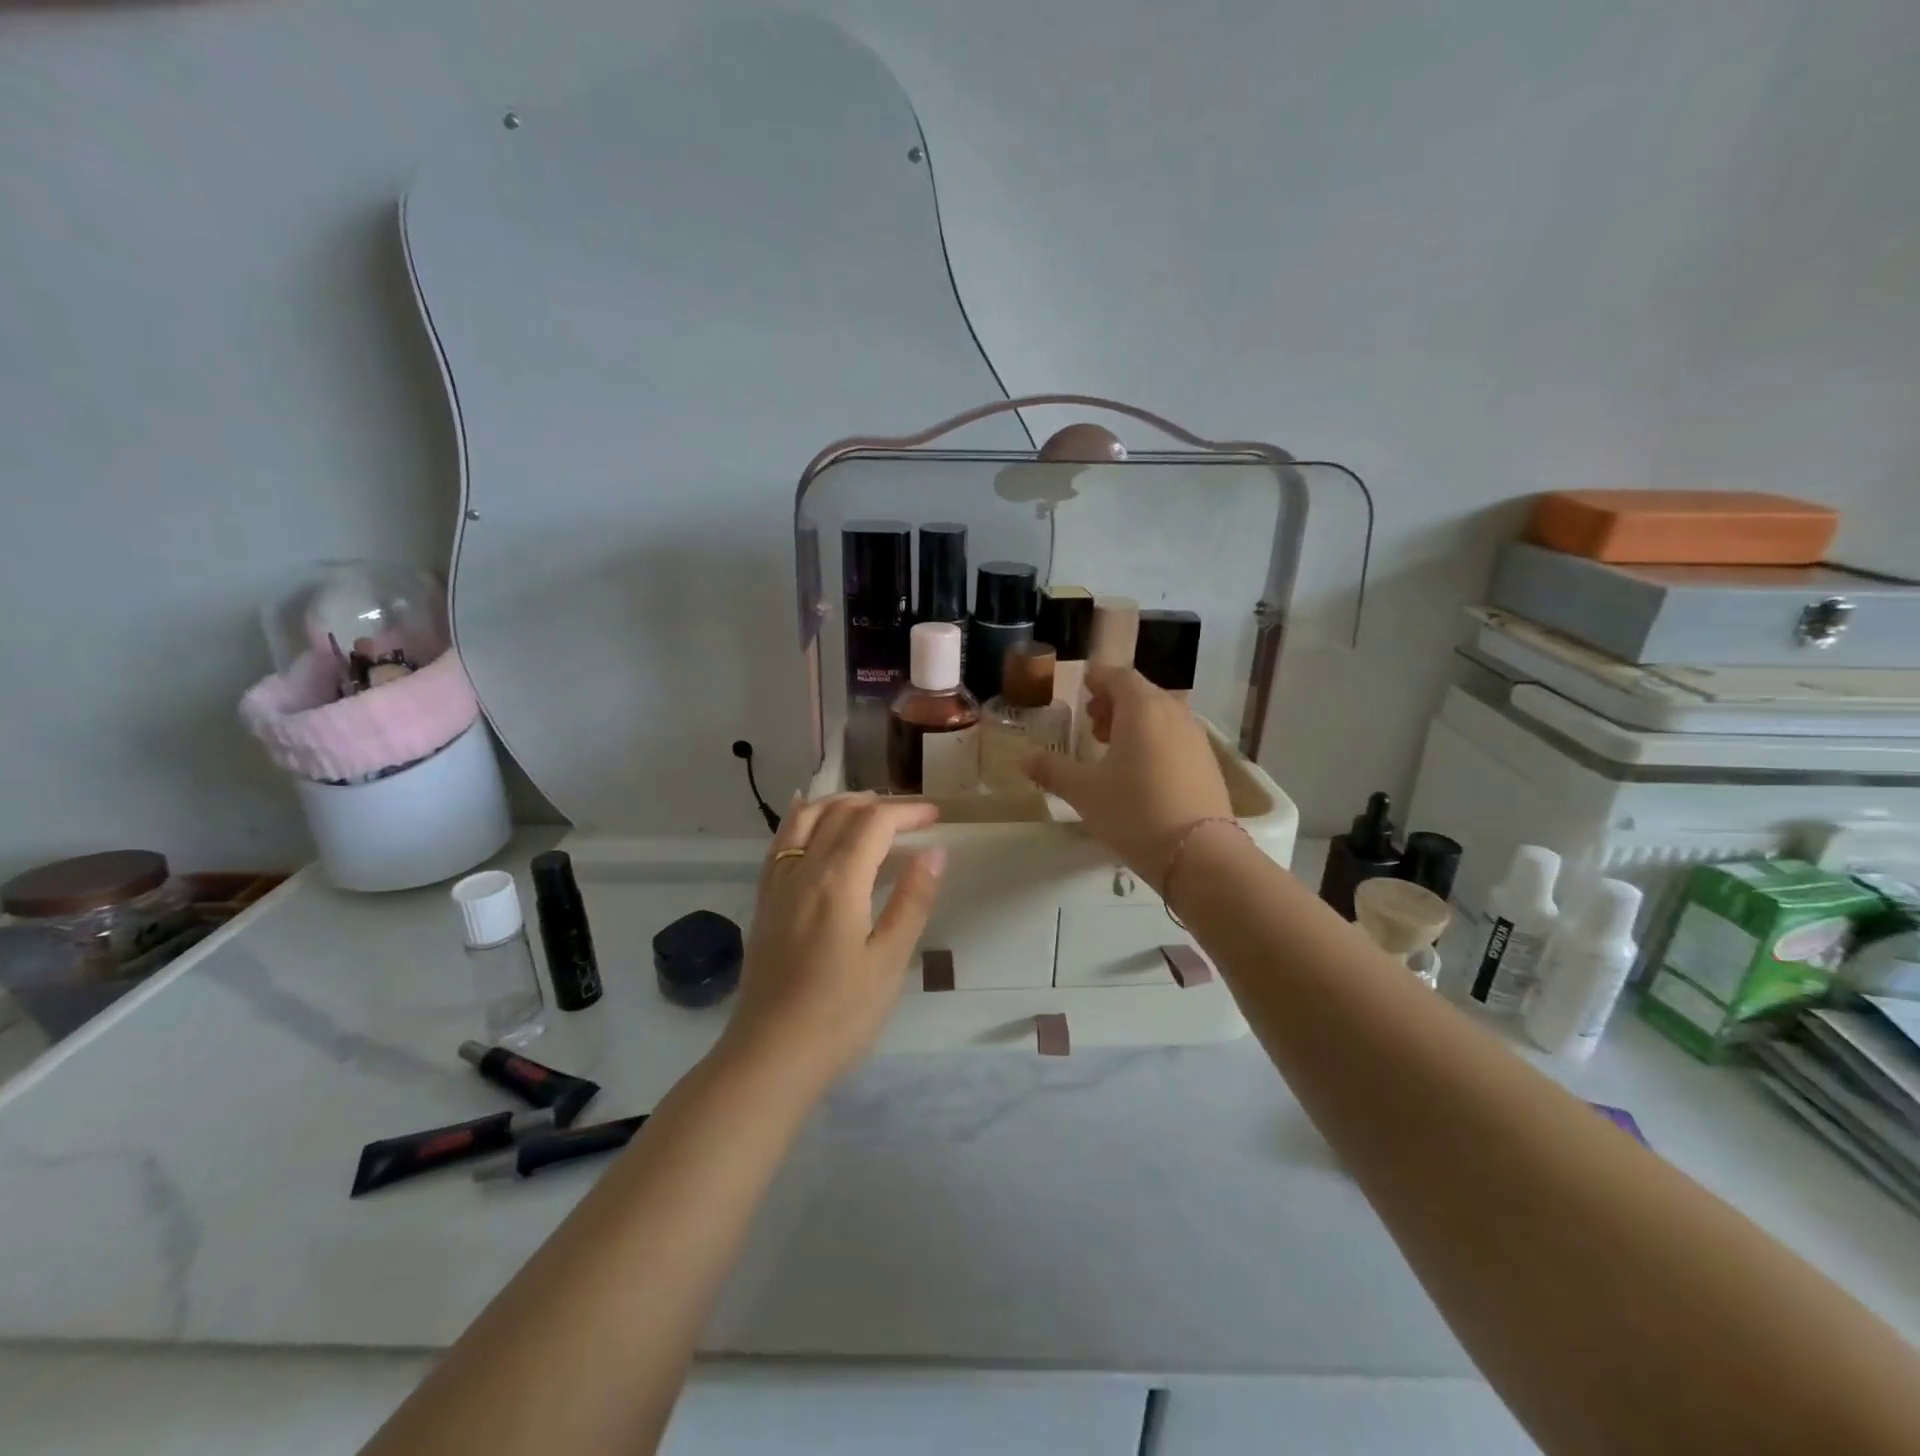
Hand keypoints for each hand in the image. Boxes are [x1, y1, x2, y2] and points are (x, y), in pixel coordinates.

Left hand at [721, 793, 946, 1090]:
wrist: (770, 1056)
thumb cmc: (840, 1015)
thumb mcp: (889, 961)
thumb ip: (912, 901)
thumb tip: (935, 851)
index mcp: (838, 881)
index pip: (874, 823)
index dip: (908, 813)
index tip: (936, 817)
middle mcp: (803, 870)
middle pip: (840, 813)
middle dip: (879, 805)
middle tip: (912, 817)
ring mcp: (777, 884)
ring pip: (805, 819)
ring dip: (838, 803)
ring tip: (866, 805)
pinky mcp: (764, 902)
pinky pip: (780, 842)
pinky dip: (799, 818)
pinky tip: (805, 813)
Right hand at [1023, 665, 1232, 891]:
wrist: (1199, 854)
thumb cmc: (1134, 811)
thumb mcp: (1084, 792)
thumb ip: (1053, 771)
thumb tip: (1025, 760)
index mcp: (1142, 709)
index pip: (1119, 677)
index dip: (1098, 679)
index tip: (1083, 687)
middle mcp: (1173, 713)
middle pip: (1142, 693)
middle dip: (1115, 702)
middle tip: (1092, 724)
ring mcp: (1196, 738)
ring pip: (1161, 715)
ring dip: (1135, 723)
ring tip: (1114, 750)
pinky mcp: (1208, 763)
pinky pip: (1176, 737)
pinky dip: (1155, 740)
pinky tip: (1142, 772)